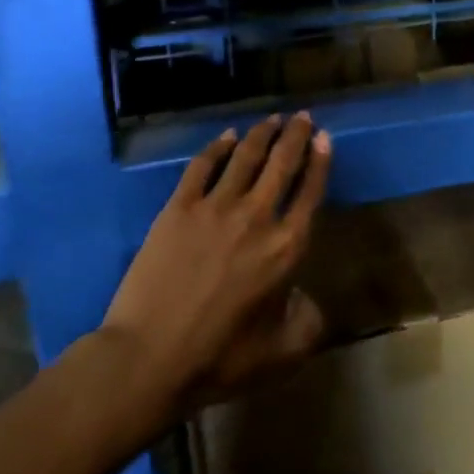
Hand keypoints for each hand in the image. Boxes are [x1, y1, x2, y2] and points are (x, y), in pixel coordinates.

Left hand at [101, 112, 331, 411]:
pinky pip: (202, 167)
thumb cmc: (220, 358)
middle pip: (282, 164)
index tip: (324, 138)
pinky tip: (227, 136)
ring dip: (262, 134)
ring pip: (245, 157)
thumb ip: (308, 322)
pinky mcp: (178, 208)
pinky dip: (218, 147)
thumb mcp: (282, 352)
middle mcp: (257, 216)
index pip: (310, 192)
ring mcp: (215, 208)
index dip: (320, 162)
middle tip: (303, 116)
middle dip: (295, 135)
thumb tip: (307, 298)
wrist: (150, 357)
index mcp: (287, 247)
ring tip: (272, 118)